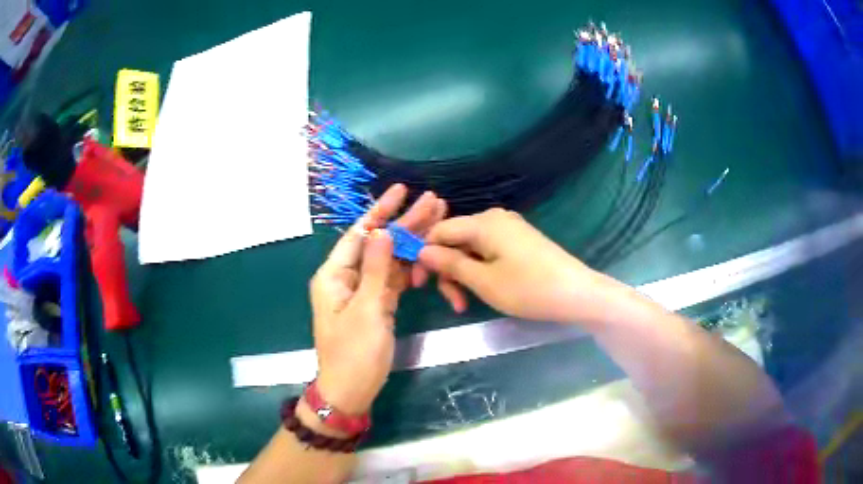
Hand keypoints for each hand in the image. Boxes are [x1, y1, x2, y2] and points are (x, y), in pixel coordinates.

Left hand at [310, 184, 445, 414]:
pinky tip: (427, 254)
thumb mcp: (366, 310)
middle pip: (378, 243)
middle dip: (404, 222)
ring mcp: (362, 291)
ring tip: (438, 221)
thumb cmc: (354, 354)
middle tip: (434, 202)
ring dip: (411, 242)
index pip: (360, 233)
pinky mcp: (375, 304)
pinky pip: (393, 279)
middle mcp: (346, 277)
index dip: (381, 210)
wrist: (351, 391)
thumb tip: (382, 230)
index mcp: (334, 275)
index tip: (403, 190)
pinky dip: (409, 268)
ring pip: (388, 259)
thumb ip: (375, 269)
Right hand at [419, 208, 613, 323]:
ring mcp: (509, 229)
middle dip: (447, 271)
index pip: (439, 231)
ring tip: (465, 304)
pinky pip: (488, 252)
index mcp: (483, 222)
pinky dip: (479, 271)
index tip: (418, 285)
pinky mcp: (519, 242)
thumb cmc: (528, 288)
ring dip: (463, 275)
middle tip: (452, 302)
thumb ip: (449, 264)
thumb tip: (422, 251)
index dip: (423, 256)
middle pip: (455, 240)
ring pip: (471, 249)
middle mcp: (494, 219)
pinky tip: (483, 291)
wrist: (577, 294)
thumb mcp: (483, 281)